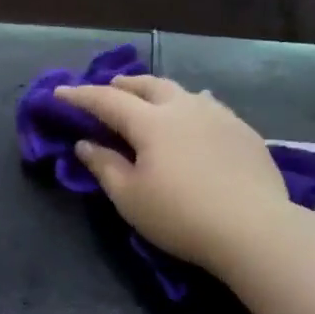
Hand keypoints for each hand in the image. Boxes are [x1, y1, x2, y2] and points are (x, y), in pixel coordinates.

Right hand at [52, 76, 298, 273]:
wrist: (254, 228)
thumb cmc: (180, 216)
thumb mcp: (130, 197)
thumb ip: (104, 166)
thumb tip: (85, 144)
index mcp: (151, 122)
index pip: (107, 101)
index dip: (80, 96)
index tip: (59, 93)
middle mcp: (184, 108)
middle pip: (149, 85)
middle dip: (124, 85)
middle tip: (109, 88)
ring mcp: (219, 116)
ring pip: (182, 92)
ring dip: (159, 92)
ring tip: (151, 100)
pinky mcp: (244, 132)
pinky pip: (209, 107)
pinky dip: (189, 106)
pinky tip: (195, 119)